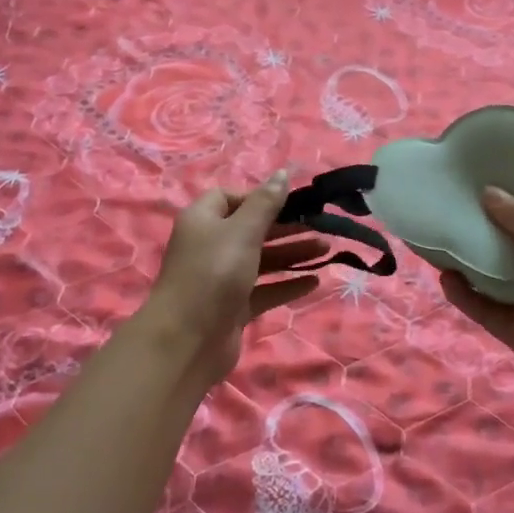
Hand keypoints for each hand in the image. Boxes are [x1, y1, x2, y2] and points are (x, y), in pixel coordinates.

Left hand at [140, 170, 324, 392]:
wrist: (187, 340)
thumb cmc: (214, 273)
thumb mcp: (242, 231)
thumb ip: (266, 203)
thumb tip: (283, 173)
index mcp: (203, 220)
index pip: (230, 197)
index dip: (259, 197)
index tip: (290, 202)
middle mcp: (210, 246)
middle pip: (251, 229)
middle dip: (285, 227)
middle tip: (320, 225)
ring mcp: (221, 279)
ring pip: (261, 260)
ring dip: (292, 254)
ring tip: (327, 250)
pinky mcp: (234, 307)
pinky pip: (265, 290)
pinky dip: (287, 284)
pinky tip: (315, 282)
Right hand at [440, 188, 513, 436]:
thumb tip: (488, 192)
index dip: (507, 199)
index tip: (470, 185)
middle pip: (510, 243)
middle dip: (481, 228)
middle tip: (443, 209)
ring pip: (493, 276)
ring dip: (468, 262)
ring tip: (435, 241)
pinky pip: (486, 308)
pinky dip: (466, 295)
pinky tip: (446, 280)